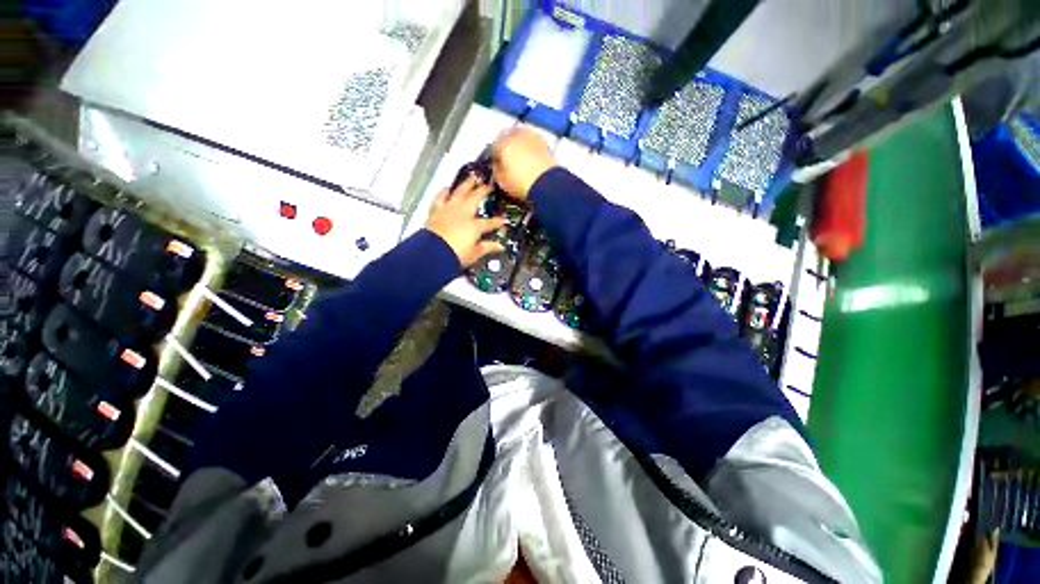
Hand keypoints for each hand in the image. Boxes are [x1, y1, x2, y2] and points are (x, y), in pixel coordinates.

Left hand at [424, 175, 506, 267]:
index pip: (490, 222)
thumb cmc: (456, 255)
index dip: (499, 222)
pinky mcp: (436, 210)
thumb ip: (487, 247)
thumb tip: (500, 246)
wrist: (432, 253)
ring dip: (467, 184)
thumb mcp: (474, 254)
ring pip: (459, 192)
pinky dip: (444, 191)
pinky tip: (447, 187)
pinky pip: (441, 197)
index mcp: (474, 225)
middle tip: (489, 184)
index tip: (505, 220)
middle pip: (475, 198)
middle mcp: (463, 213)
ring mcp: (449, 209)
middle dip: (484, 190)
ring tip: (472, 176)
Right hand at [492, 127, 555, 199]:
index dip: (494, 156)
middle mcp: (516, 135)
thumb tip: (497, 165)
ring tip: (519, 156)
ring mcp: (531, 136)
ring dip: (518, 142)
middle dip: (505, 144)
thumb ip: (496, 170)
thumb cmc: (520, 183)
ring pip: (520, 134)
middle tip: (507, 157)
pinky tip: (530, 156)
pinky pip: (532, 140)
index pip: (493, 146)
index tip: (497, 164)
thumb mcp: (501, 181)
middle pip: (506, 135)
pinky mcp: (544, 142)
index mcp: (503, 143)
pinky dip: (529, 145)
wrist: (546, 184)